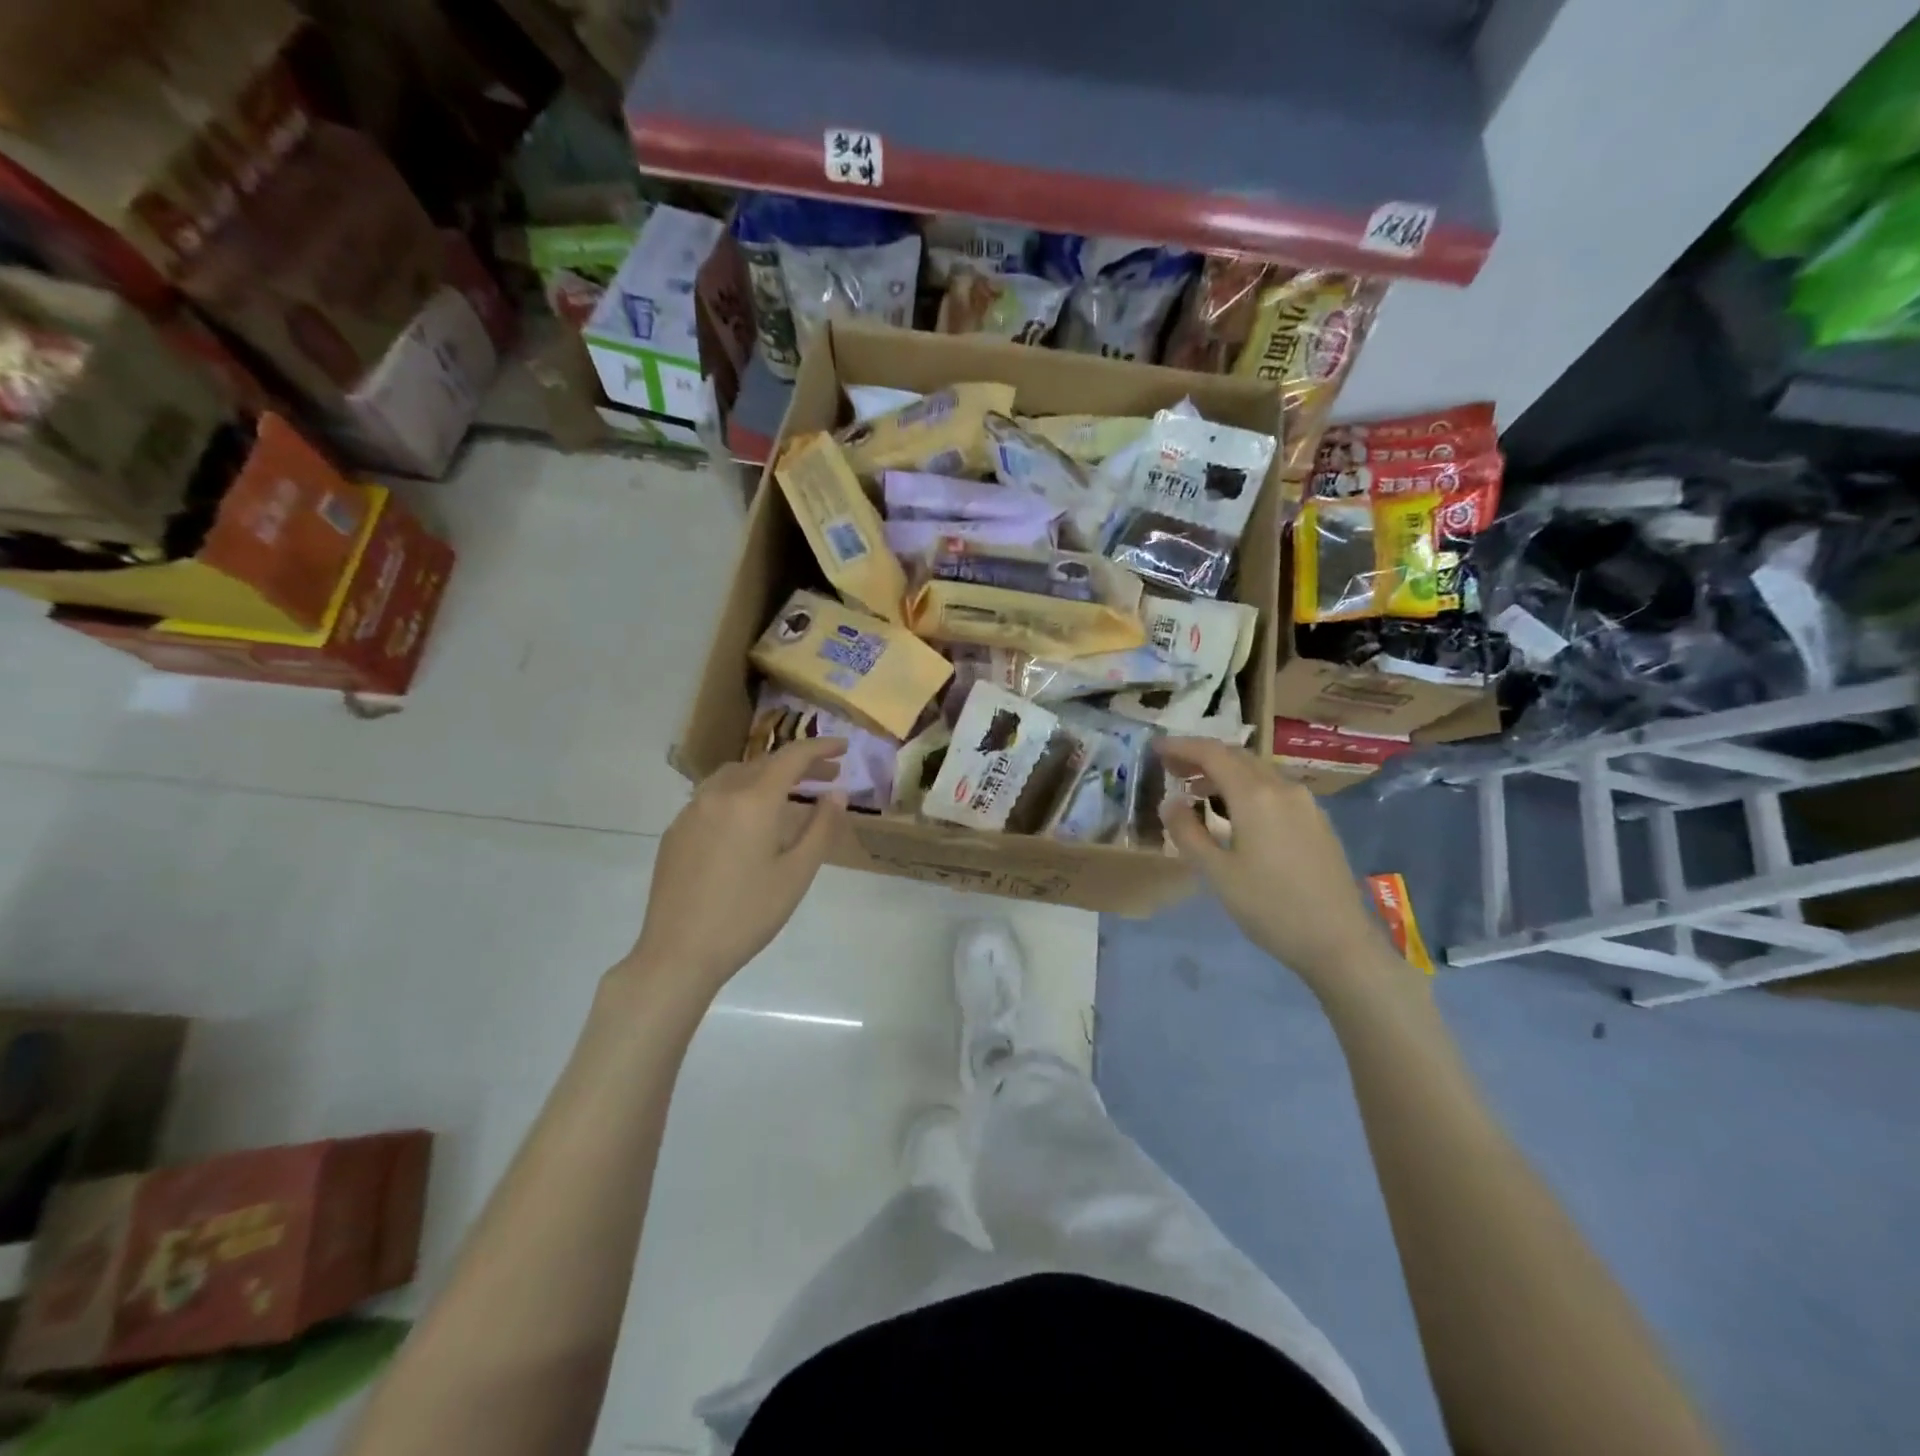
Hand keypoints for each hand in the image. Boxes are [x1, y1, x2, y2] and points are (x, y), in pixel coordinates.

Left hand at [628, 739, 847, 991]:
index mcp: (753, 801)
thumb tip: (836, 794)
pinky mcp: (676, 831)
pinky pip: (714, 797)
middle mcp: (719, 794)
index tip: (844, 747)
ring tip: (789, 793)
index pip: (792, 757)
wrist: (678, 953)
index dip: (820, 748)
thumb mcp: (796, 874)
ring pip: (735, 776)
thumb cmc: (747, 915)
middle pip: (764, 764)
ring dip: (766, 776)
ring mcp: (692, 811)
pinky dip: (740, 794)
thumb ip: (820, 828)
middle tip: (828, 776)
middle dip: (798, 765)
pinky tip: (749, 821)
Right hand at [1155, 737, 1397, 995]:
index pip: (1212, 754)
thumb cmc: (1270, 907)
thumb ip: (1188, 832)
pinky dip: (1246, 788)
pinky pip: (1274, 789)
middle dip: (1201, 756)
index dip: (1181, 747)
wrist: (1339, 942)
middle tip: (1171, 767)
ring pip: (1257, 772)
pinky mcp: (1317, 821)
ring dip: (1224, 772)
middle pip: (1236, 756)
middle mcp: (1283, 788)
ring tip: (1196, 790)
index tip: (1156, 748)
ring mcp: (1305, 803)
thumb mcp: (1217, 873)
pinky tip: (1235, 812)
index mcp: (1255, 796)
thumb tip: (1170, 802)